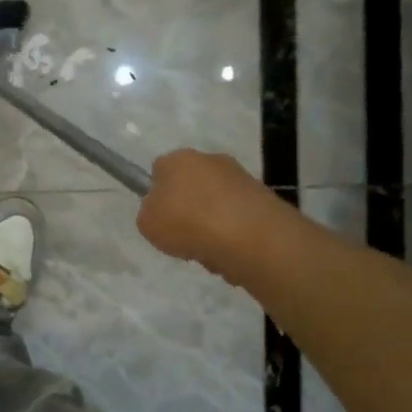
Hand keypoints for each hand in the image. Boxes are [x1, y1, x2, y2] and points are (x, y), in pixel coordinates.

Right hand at [136, 149, 283, 281]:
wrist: (247, 237)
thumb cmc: (187, 223)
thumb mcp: (147, 224)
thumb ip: (150, 214)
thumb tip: (164, 213)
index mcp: (177, 159)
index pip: (159, 170)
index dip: (157, 194)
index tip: (160, 217)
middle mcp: (209, 160)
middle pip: (191, 185)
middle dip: (188, 209)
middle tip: (183, 236)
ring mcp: (240, 177)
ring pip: (216, 203)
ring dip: (212, 223)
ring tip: (210, 252)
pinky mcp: (264, 197)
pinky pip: (239, 217)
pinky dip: (234, 233)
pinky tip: (231, 252)